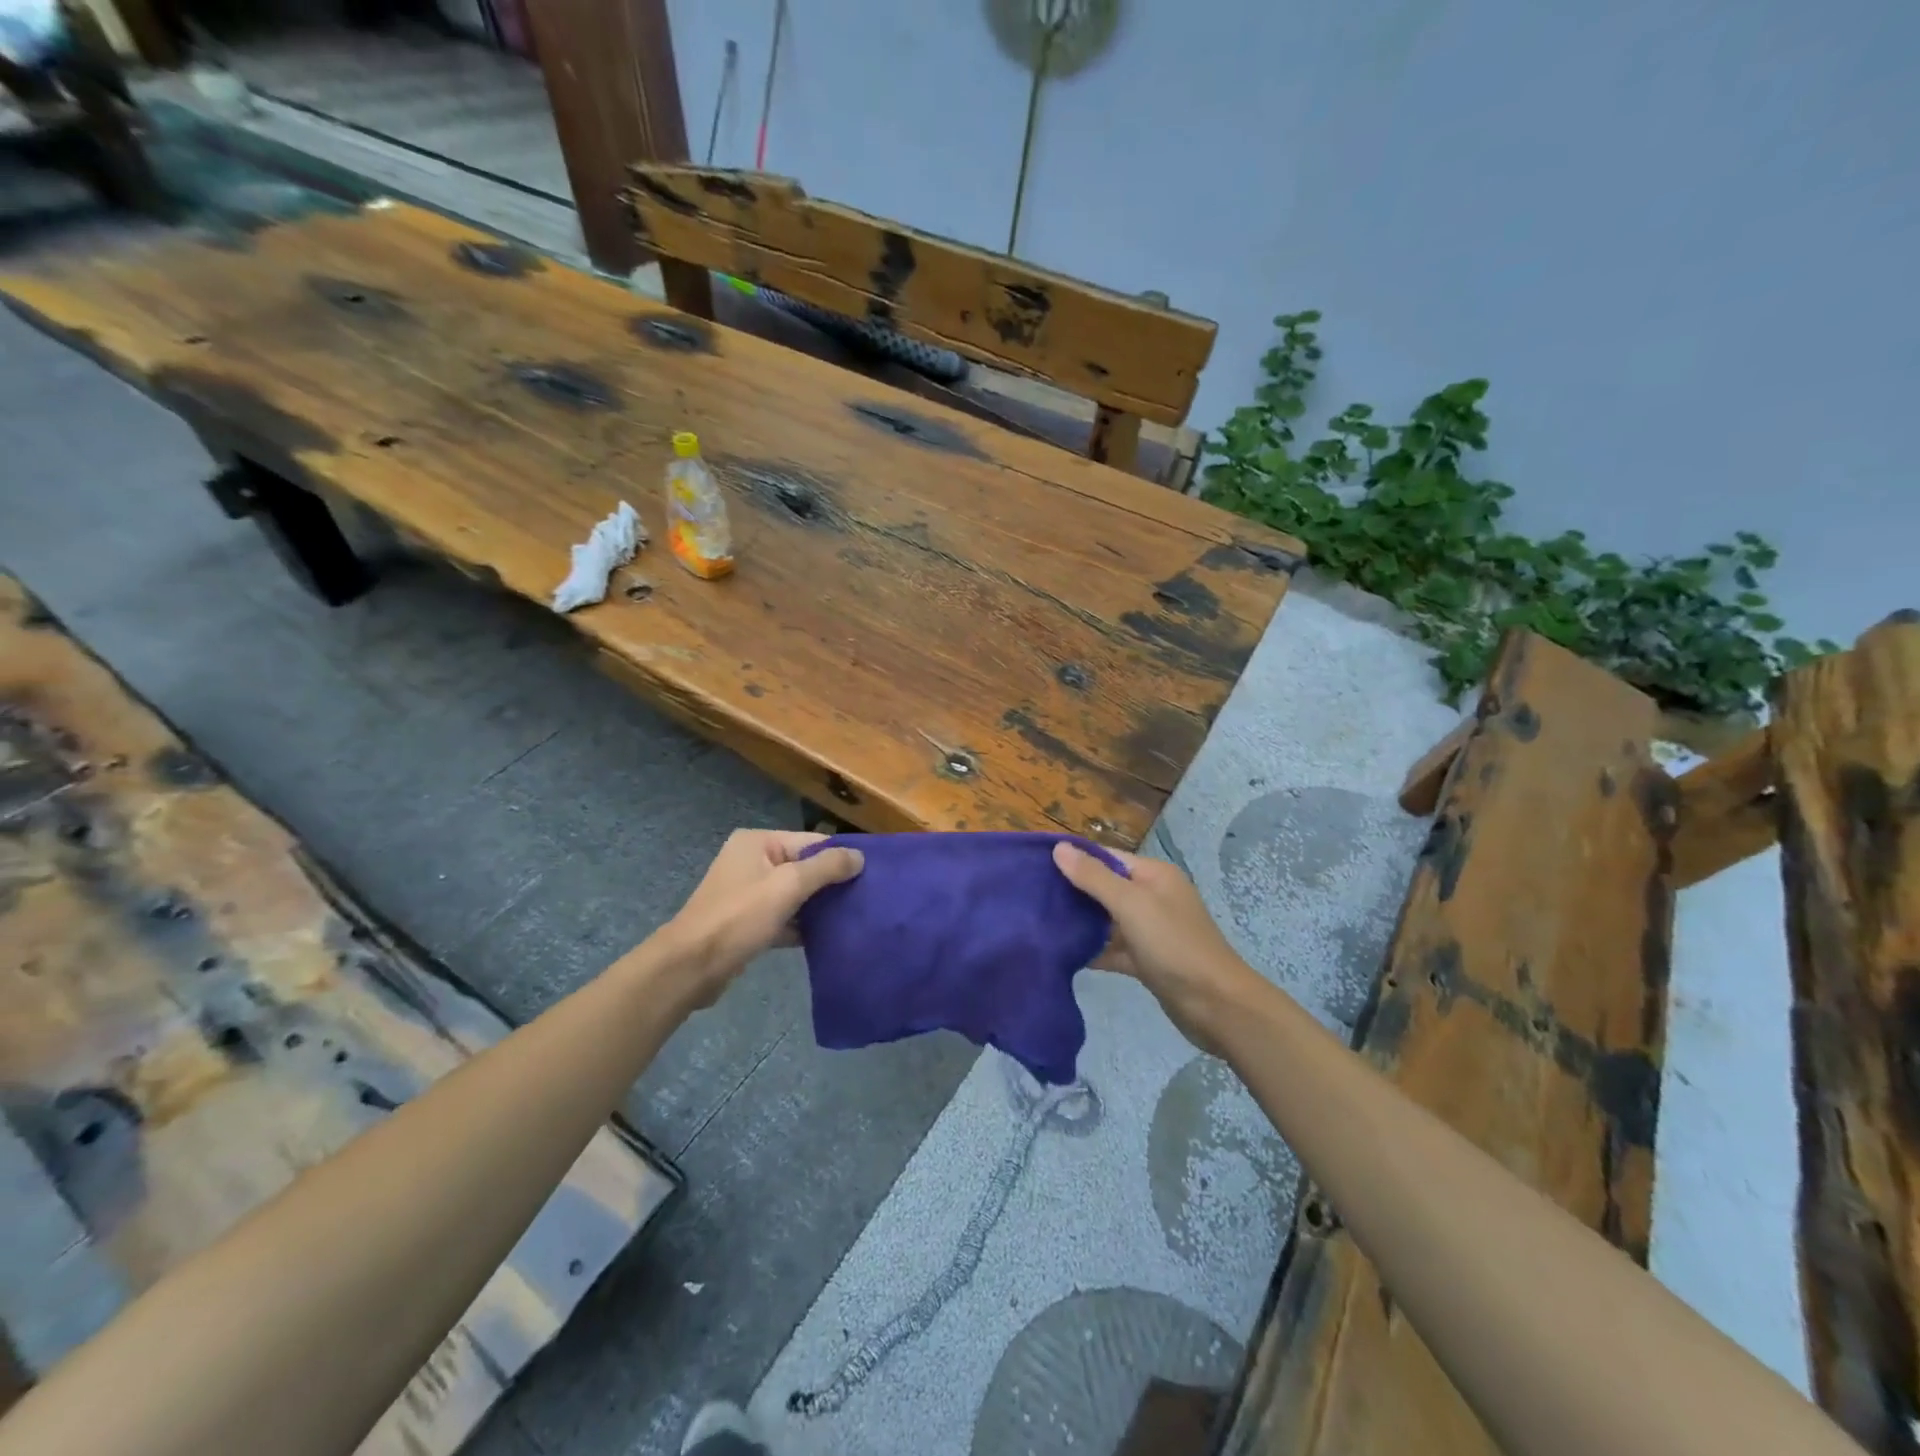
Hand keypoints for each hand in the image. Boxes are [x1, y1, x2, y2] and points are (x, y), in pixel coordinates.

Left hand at [656, 830, 863, 1005]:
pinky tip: (829, 936)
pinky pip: (784, 916)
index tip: (872, 874)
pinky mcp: (748, 922)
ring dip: (819, 906)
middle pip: (804, 867)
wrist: (691, 967)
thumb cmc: (739, 917)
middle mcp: (752, 861)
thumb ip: (826, 868)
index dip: (841, 856)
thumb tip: (860, 856)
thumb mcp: (788, 886)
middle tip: (867, 898)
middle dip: (832, 883)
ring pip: (795, 894)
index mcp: (758, 842)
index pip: (811, 841)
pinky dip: (803, 924)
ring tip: (855, 916)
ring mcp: (748, 892)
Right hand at [1053, 842, 1263, 1054]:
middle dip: (1073, 891)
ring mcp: (1150, 931)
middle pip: (1105, 887)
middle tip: (1031, 897)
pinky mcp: (1147, 961)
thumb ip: (1094, 877)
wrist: (1216, 1006)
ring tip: (1038, 923)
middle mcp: (1153, 898)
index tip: (1035, 865)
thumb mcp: (1132, 904)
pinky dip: (1093, 951)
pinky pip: (1113, 949)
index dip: (1074, 858)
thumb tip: (1059, 848)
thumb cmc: (1174, 945)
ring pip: (1107, 920)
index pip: (1107, 857)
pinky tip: (1062, 955)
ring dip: (1080, 922)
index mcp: (1154, 875)